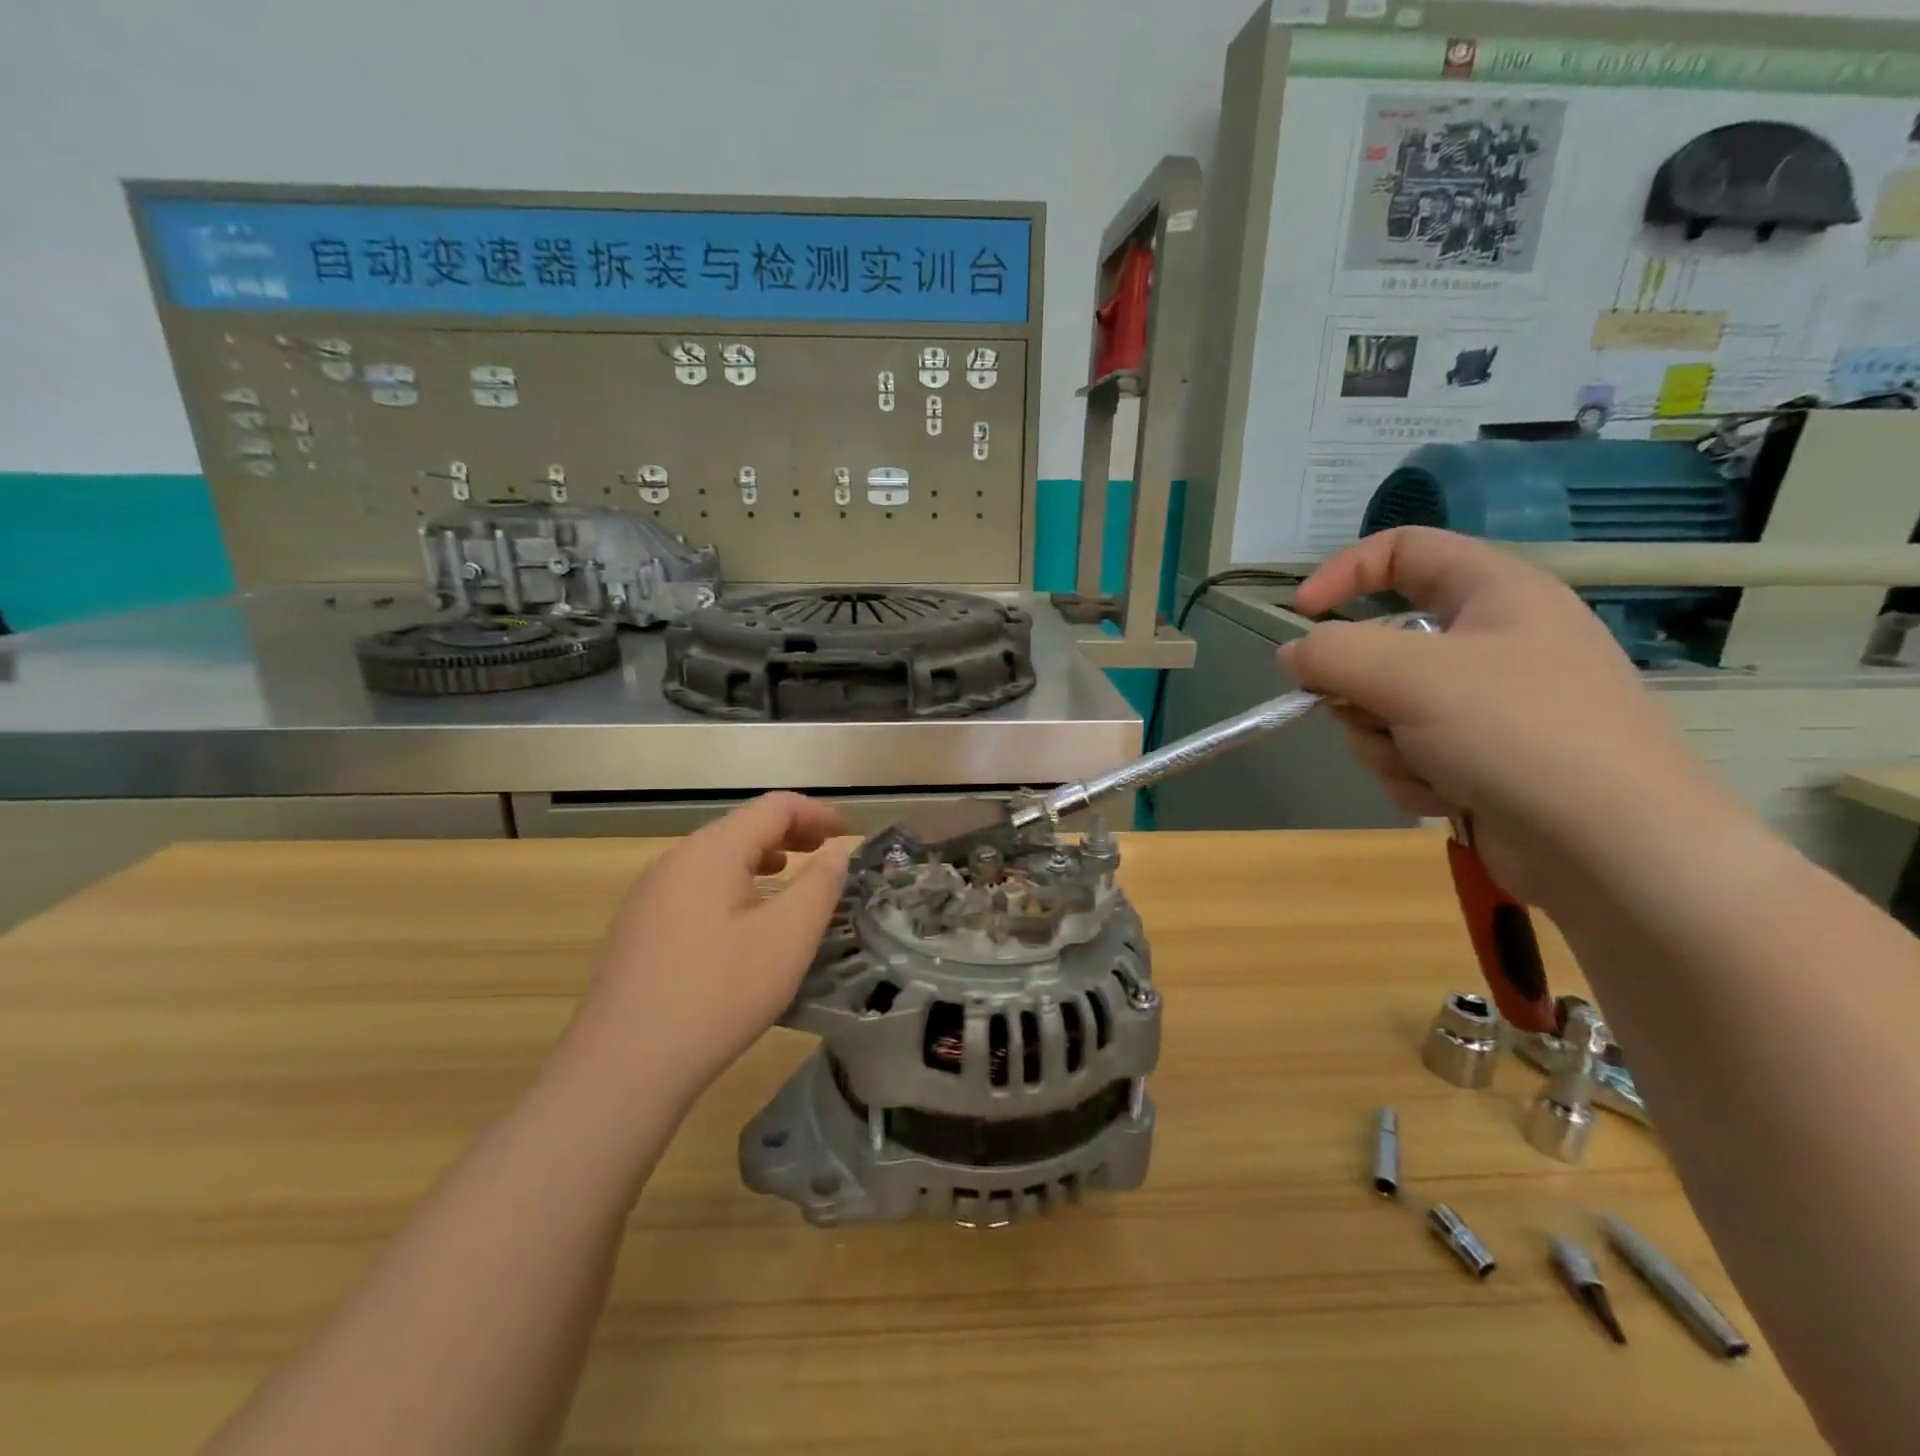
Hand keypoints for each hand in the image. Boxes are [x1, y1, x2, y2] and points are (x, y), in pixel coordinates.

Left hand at [560, 793, 851, 1102]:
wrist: (623, 1068)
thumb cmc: (719, 993)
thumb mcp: (788, 937)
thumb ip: (820, 884)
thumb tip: (835, 850)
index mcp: (711, 850)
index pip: (773, 807)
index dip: (818, 813)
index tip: (851, 835)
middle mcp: (675, 860)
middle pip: (742, 827)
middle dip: (792, 834)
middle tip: (829, 855)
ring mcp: (650, 895)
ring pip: (718, 858)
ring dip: (763, 859)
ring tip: (792, 878)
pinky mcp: (639, 929)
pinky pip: (697, 887)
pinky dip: (735, 885)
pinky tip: (745, 920)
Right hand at [1279, 528, 1733, 905]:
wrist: (1612, 849)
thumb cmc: (1518, 733)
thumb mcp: (1409, 677)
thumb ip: (1333, 654)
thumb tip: (1292, 655)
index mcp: (1495, 592)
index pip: (1404, 550)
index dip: (1344, 573)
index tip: (1301, 616)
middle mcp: (1492, 642)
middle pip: (1381, 644)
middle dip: (1361, 688)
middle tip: (1371, 712)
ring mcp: (1487, 706)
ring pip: (1384, 707)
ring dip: (1385, 742)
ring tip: (1427, 766)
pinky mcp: (1479, 759)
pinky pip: (1407, 751)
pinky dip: (1412, 775)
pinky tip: (1446, 796)